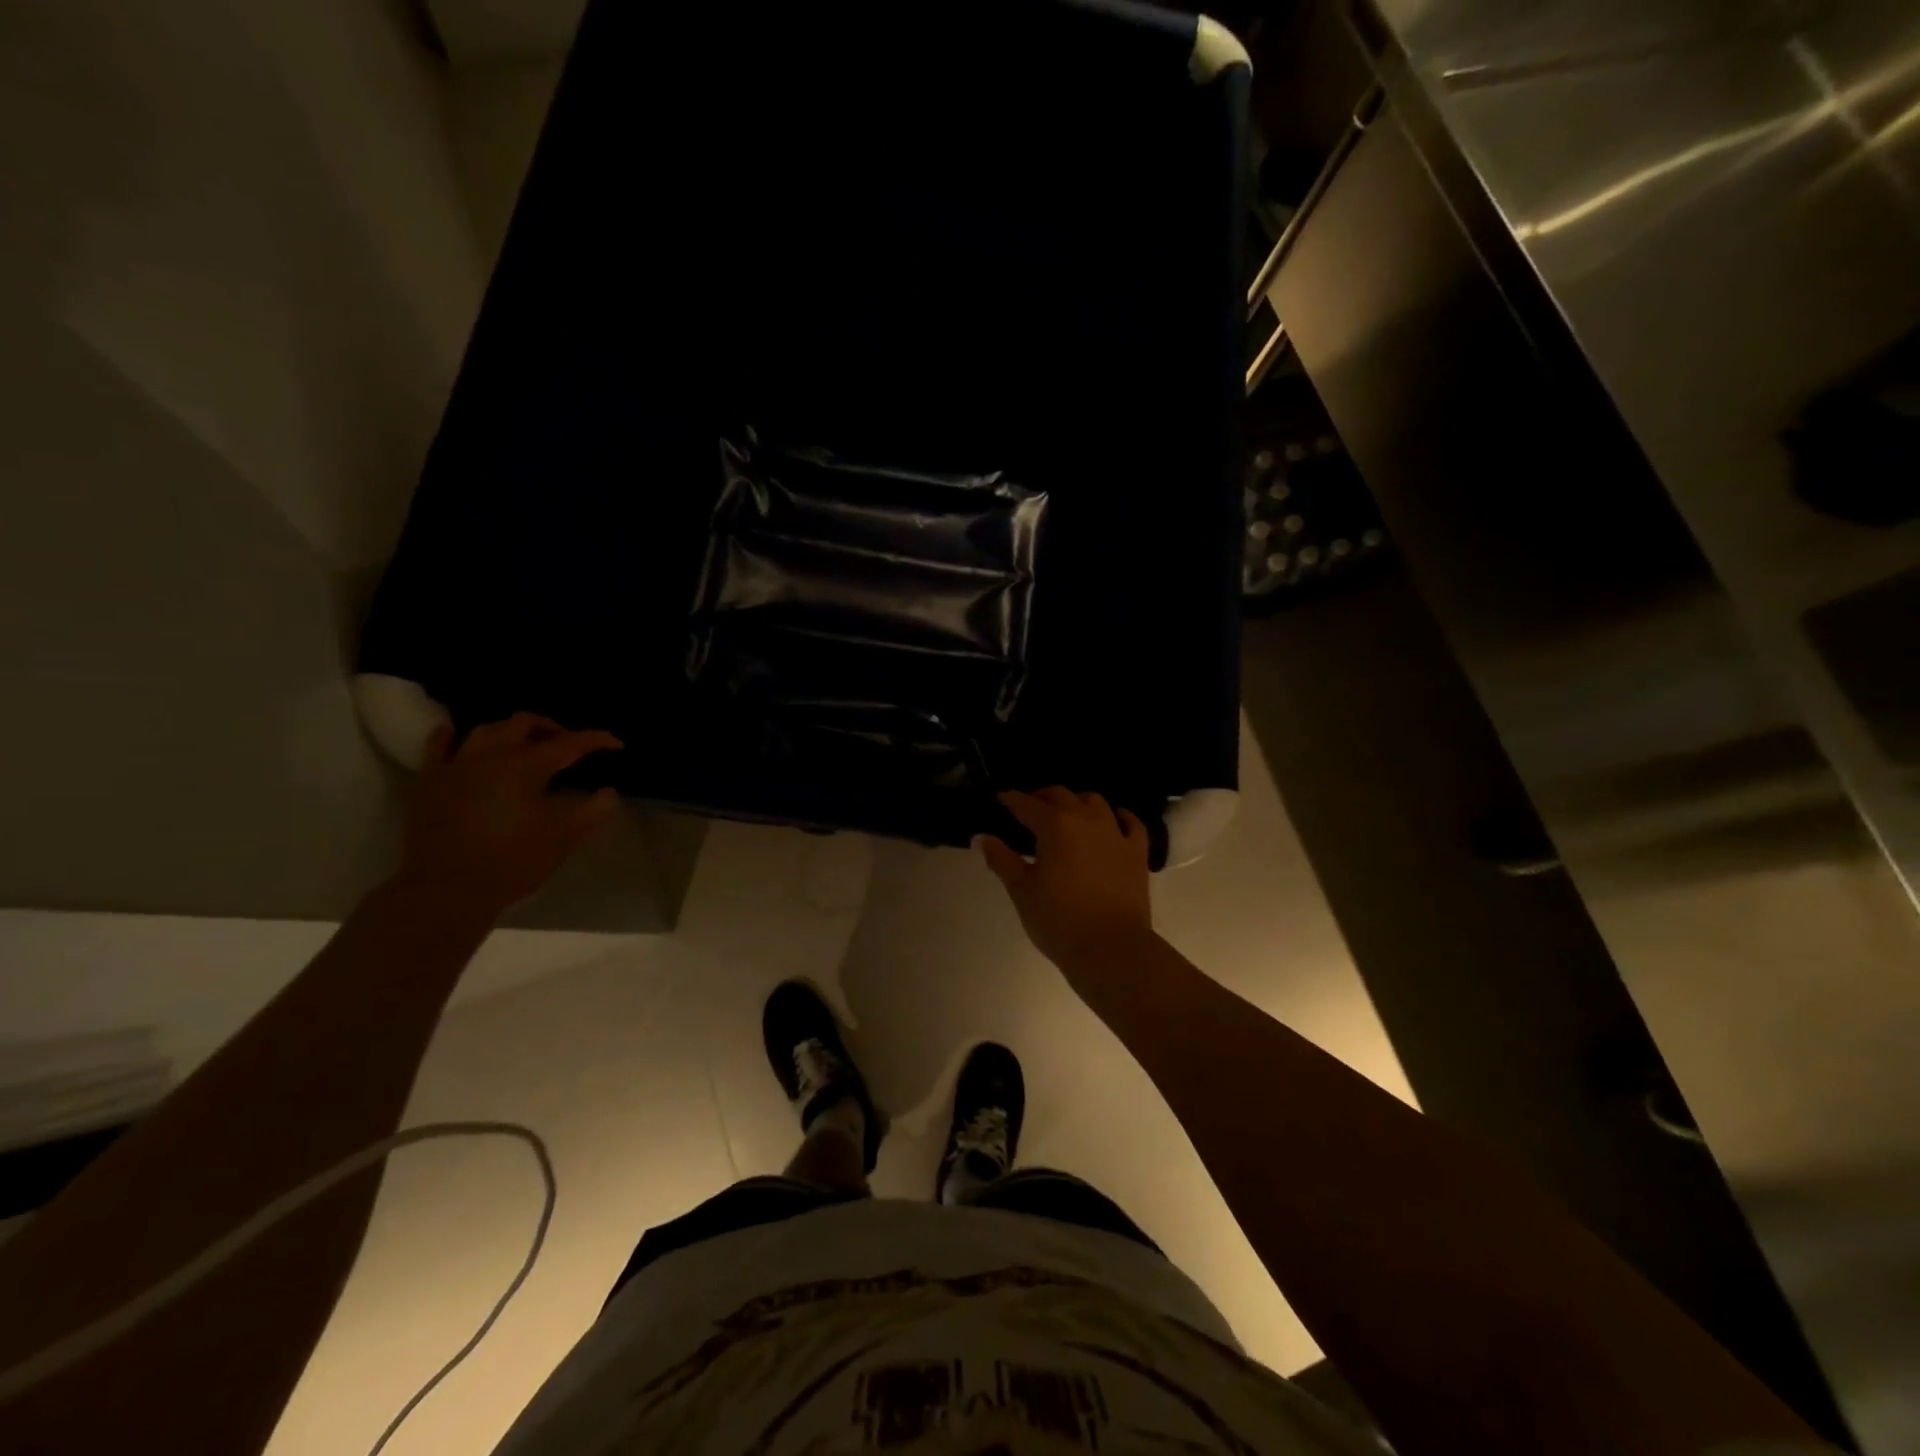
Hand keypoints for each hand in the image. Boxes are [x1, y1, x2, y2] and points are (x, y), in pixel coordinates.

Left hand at [398, 712, 622, 914]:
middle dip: (551, 728)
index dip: (596, 740)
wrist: (447, 888)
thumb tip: (609, 793)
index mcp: (527, 766)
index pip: (570, 743)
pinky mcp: (430, 780)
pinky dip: (451, 734)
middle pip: (524, 723)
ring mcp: (457, 764)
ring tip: (523, 742)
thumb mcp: (563, 838)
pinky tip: (457, 733)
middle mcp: (492, 755)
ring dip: (510, 730)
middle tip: (567, 744)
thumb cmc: (512, 861)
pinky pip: (438, 745)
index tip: (616, 744)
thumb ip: (592, 811)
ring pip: (486, 729)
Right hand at [978, 788, 1154, 969]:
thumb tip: (981, 838)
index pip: (1027, 804)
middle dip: (1042, 797)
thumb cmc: (1058, 920)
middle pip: (1062, 795)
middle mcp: (1086, 820)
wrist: (1110, 948)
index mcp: (1054, 826)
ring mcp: (1116, 834)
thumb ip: (1001, 859)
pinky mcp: (1137, 852)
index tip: (1001, 799)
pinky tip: (1114, 819)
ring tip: (1067, 813)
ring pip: (1096, 802)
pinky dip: (1119, 816)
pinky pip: (1131, 823)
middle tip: (1030, 808)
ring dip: (1077, 801)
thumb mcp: (1021, 891)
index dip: (1012, 800)